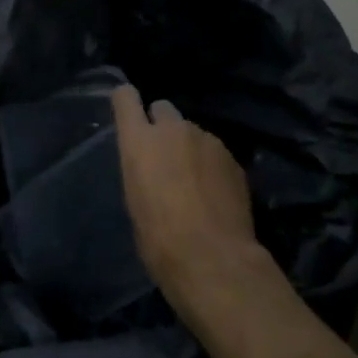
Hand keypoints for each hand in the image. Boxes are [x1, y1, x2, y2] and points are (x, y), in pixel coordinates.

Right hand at [111, 85, 265, 313]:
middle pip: (163, 109)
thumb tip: (151, 168)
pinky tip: (215, 193)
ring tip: (195, 182)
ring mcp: (206, 139)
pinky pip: (214, 152)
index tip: (128, 109)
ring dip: (189, 148)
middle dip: (162, 125)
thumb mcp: (135, 201)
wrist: (213, 258)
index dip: (126, 101)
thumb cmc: (159, 240)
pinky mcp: (231, 157)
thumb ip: (142, 170)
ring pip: (192, 132)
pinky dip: (211, 165)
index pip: (126, 98)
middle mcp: (173, 130)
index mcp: (140, 142)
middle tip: (165, 155)